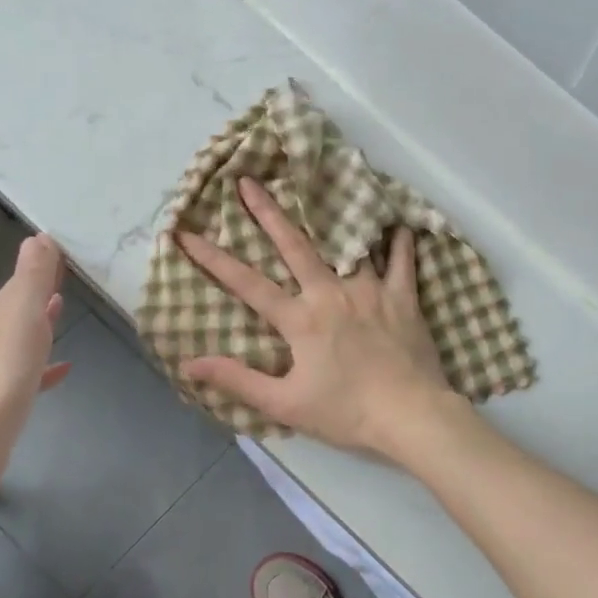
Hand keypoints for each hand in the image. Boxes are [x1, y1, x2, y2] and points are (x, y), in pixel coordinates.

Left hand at [0, 234, 71, 504]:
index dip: (41, 268)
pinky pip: (26, 373)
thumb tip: (39, 237)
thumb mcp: (23, 314)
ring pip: (19, 338)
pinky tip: (63, 370)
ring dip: (39, 325)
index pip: (19, 282)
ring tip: (63, 316)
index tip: (65, 255)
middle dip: (39, 294)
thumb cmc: (4, 370)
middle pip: (16, 308)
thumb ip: (33, 277)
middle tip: (67, 280)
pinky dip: (43, 366)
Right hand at [178, 178, 457, 456]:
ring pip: (347, 243)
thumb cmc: (346, 413)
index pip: (247, 284)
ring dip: (330, 216)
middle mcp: (332, 294)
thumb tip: (188, 364)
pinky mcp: (403, 297)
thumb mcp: (285, 404)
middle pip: (295, 246)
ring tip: (320, 188)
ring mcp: (370, 291)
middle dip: (268, 212)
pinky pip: (402, 260)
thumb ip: (237, 381)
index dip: (213, 259)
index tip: (187, 234)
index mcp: (301, 320)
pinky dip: (398, 241)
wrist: (410, 415)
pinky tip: (395, 223)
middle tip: (249, 181)